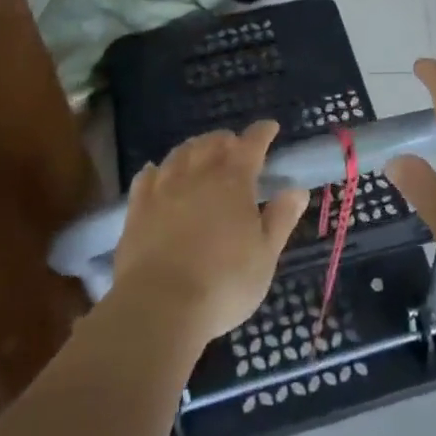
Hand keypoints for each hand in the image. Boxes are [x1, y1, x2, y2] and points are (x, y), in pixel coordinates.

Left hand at [110, 121, 309, 349]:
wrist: (159, 307)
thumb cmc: (223, 283)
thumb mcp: (265, 256)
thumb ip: (281, 218)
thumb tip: (297, 189)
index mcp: (234, 180)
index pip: (251, 144)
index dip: (262, 133)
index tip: (270, 128)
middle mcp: (198, 173)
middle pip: (213, 142)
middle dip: (227, 139)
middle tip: (235, 145)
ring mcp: (164, 188)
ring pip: (180, 154)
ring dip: (194, 148)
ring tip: (200, 153)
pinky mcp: (137, 208)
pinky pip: (147, 177)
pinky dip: (157, 170)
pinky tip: (157, 172)